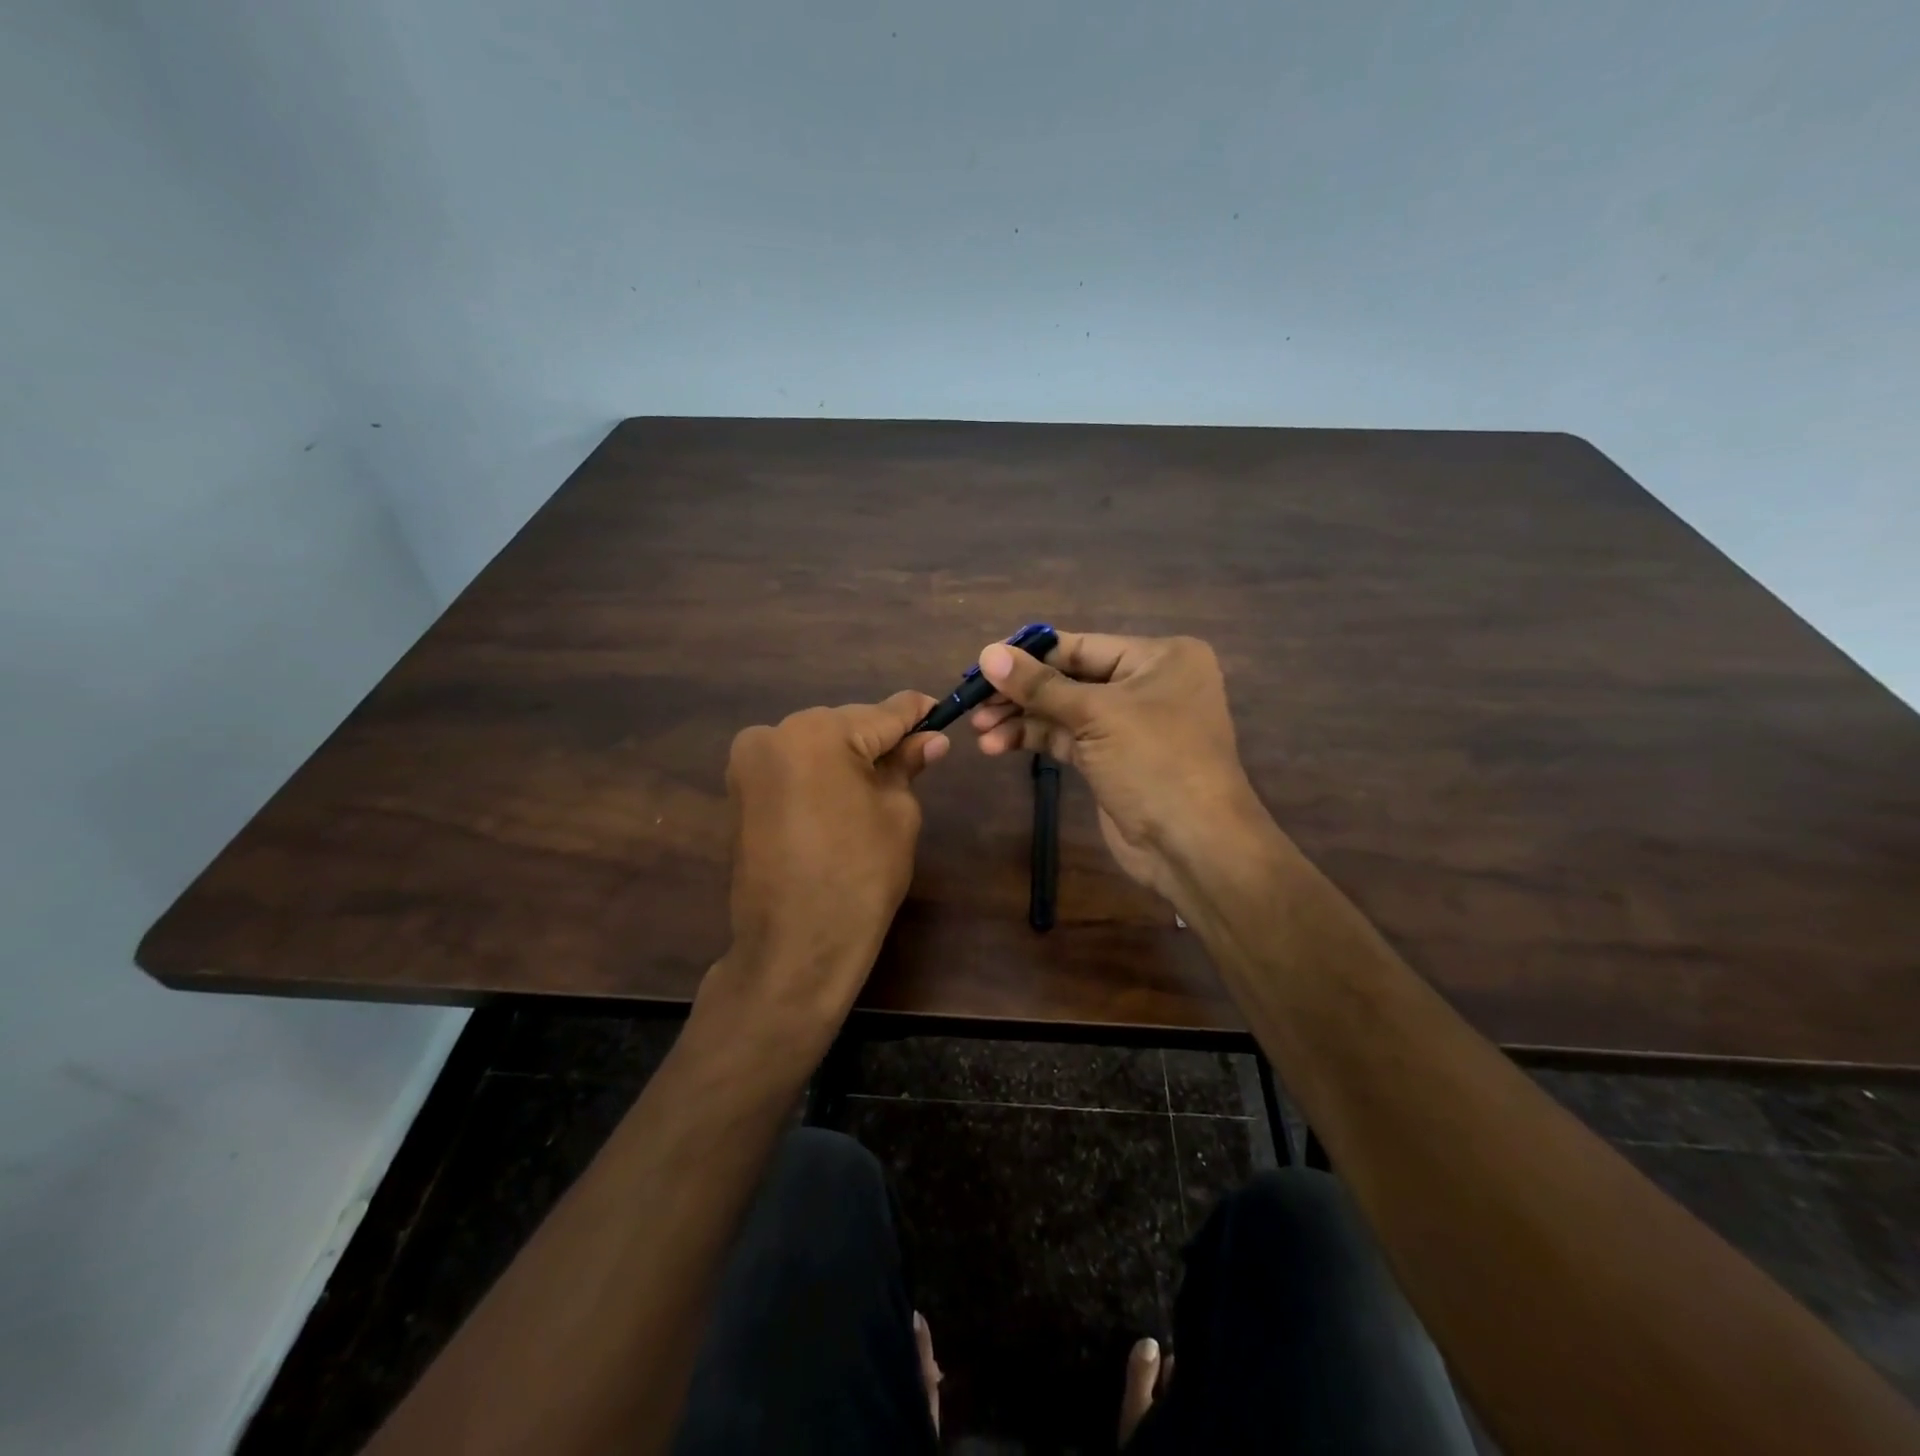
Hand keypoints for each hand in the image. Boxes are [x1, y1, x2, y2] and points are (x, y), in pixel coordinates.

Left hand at [708, 691, 947, 1038]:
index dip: (917, 713)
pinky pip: (792, 766)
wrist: (796, 945)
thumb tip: (931, 740)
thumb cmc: (860, 876)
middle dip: (879, 738)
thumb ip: (907, 765)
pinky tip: (844, 795)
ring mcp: (749, 762)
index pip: (882, 713)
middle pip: (845, 724)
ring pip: (816, 742)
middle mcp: (775, 733)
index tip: (940, 709)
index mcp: (818, 733)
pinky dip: (819, 772)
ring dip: (847, 755)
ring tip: (881, 780)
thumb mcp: (897, 813)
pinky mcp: (740, 789)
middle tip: (917, 754)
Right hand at [969, 632, 1266, 903]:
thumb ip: (1039, 685)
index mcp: (1160, 657)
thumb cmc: (1156, 762)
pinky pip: (1067, 738)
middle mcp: (1147, 684)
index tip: (983, 662)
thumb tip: (987, 653)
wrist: (1192, 845)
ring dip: (1021, 718)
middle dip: (1022, 691)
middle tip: (974, 701)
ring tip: (978, 730)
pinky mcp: (1112, 758)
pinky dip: (1034, 739)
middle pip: (1070, 677)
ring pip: (1064, 710)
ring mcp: (1129, 724)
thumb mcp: (1096, 715)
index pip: (1082, 646)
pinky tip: (998, 745)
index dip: (1031, 654)